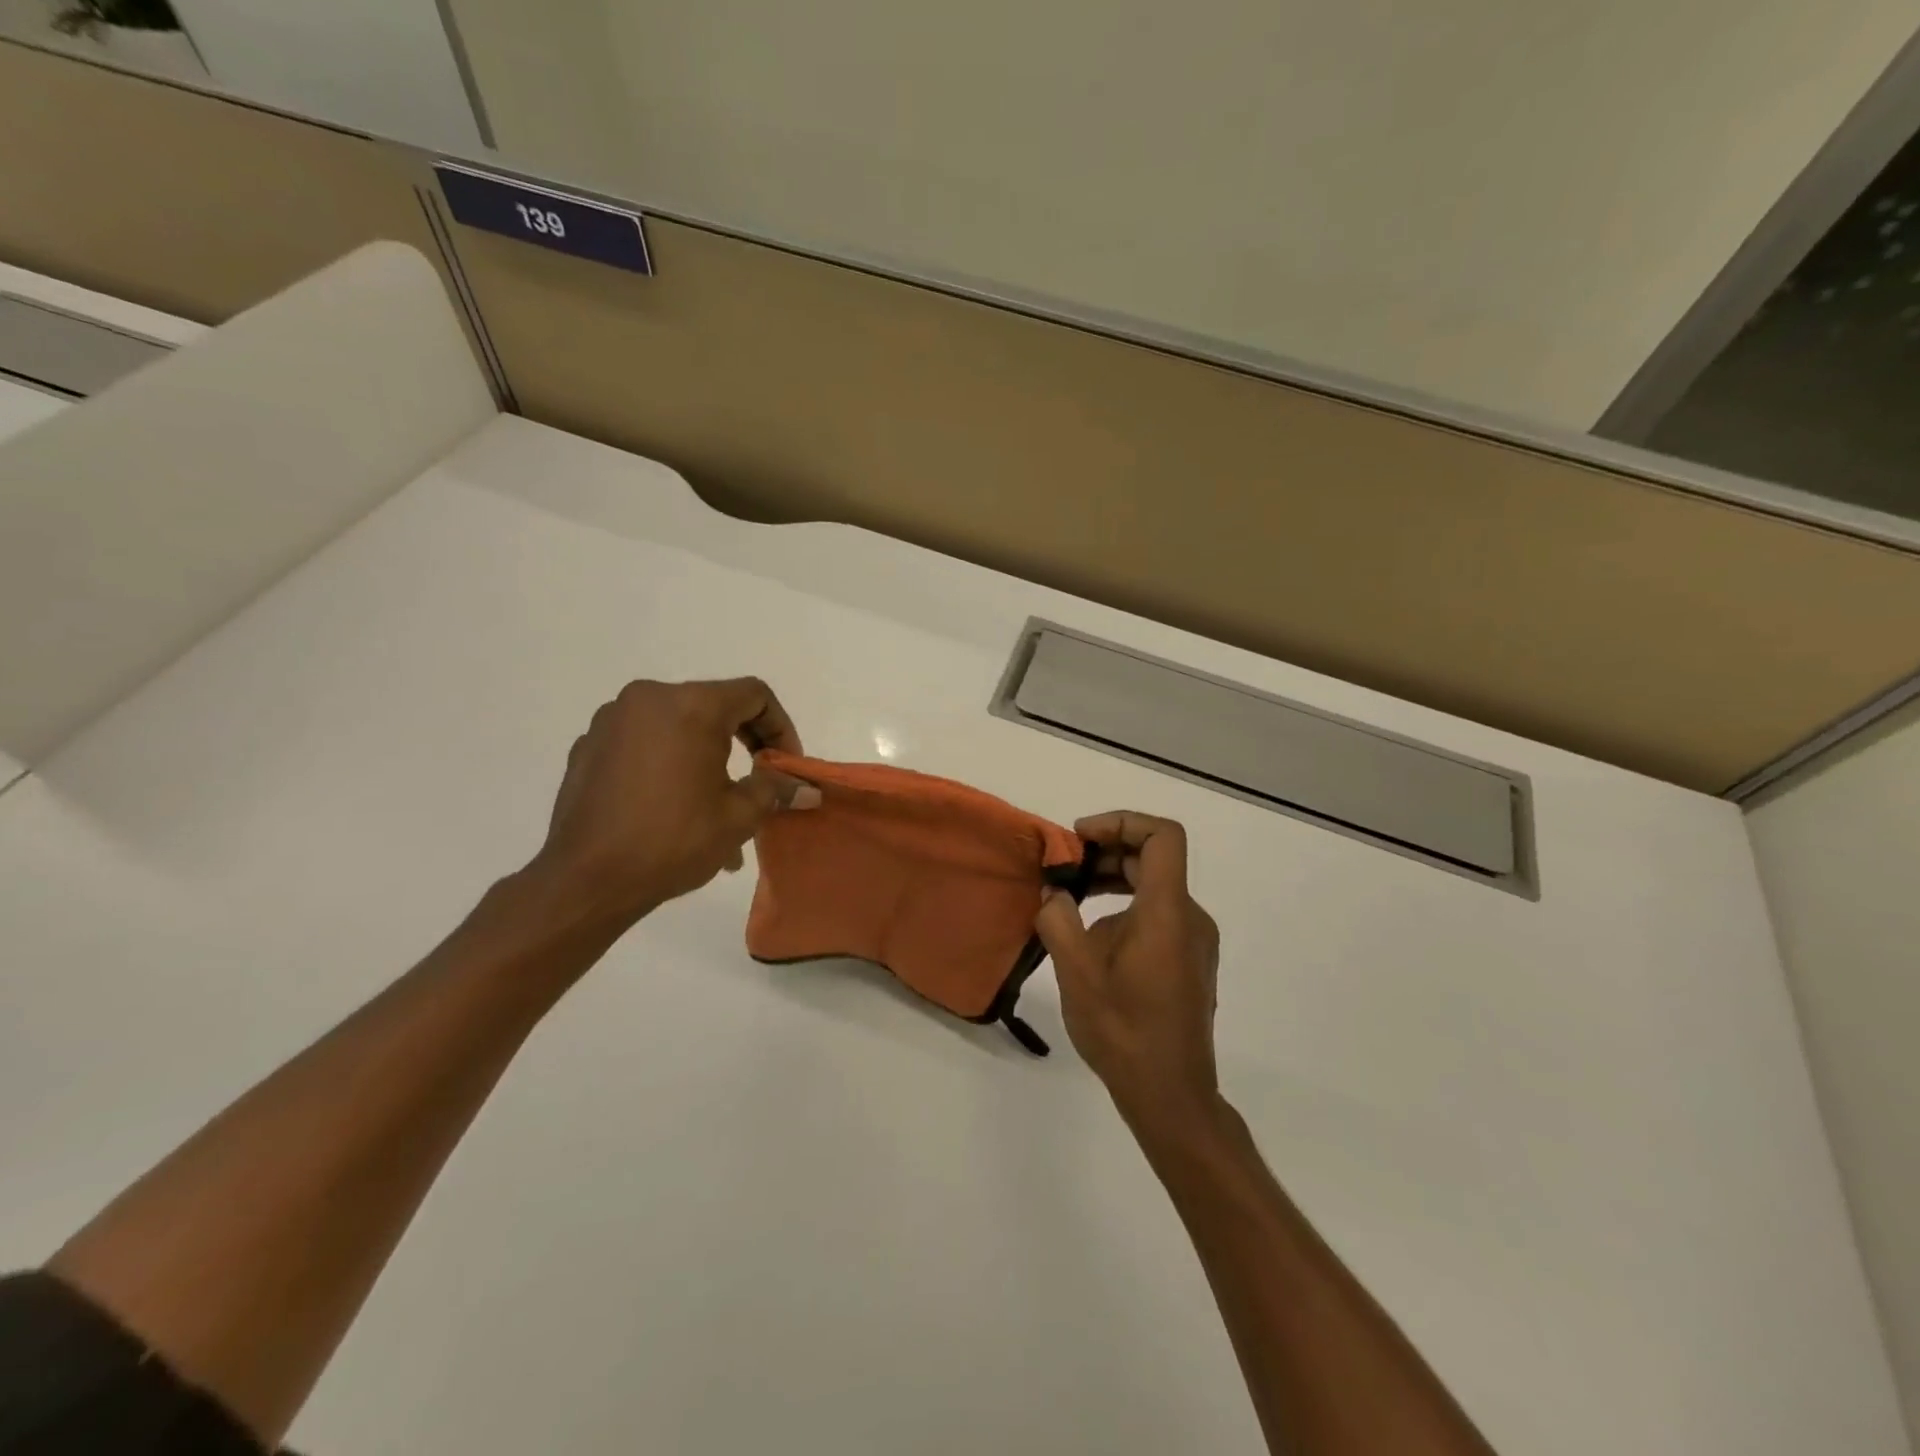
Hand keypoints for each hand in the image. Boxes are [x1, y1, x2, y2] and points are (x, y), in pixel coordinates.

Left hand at [528, 678, 815, 929]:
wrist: (586, 881)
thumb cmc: (672, 841)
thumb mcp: (739, 816)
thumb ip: (776, 790)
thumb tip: (806, 790)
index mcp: (690, 705)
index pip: (754, 695)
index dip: (781, 727)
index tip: (786, 765)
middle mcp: (648, 699)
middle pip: (714, 706)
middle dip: (746, 743)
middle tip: (760, 782)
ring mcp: (612, 721)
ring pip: (679, 727)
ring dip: (707, 758)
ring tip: (717, 808)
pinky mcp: (589, 746)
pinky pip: (644, 743)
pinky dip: (669, 764)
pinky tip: (673, 807)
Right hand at [1035, 812, 1220, 1123]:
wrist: (1170, 1095)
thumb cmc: (1124, 1031)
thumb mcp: (1076, 974)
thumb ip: (1058, 920)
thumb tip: (1054, 894)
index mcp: (1167, 912)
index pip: (1162, 836)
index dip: (1122, 822)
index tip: (1081, 837)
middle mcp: (1190, 918)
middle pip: (1154, 860)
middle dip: (1106, 853)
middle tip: (1063, 869)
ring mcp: (1195, 941)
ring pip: (1155, 889)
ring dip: (1113, 883)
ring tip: (1070, 902)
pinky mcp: (1191, 961)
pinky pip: (1159, 915)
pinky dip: (1126, 909)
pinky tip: (1093, 941)